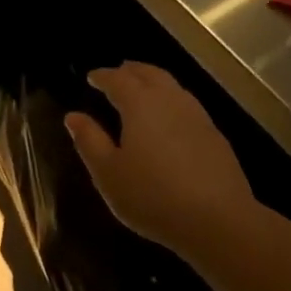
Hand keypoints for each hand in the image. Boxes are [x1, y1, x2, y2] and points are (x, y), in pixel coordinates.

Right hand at [65, 63, 253, 257]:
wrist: (217, 220)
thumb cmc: (151, 196)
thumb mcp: (108, 172)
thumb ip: (89, 141)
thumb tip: (73, 116)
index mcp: (140, 105)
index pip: (118, 80)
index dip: (103, 76)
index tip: (91, 77)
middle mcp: (170, 101)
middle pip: (150, 74)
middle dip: (132, 70)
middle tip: (118, 72)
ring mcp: (197, 117)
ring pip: (173, 87)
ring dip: (154, 81)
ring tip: (142, 88)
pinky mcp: (215, 136)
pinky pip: (187, 105)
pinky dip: (172, 100)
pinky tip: (170, 117)